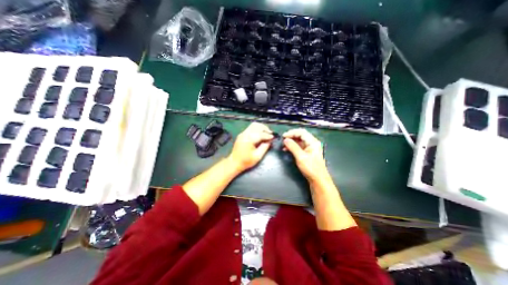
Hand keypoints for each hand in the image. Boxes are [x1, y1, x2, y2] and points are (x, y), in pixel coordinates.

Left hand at [228, 122, 273, 172]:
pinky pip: (250, 128)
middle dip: (265, 129)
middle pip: (257, 126)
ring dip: (261, 127)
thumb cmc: (246, 161)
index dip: (268, 135)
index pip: (260, 134)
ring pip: (253, 125)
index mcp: (248, 140)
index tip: (273, 137)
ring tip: (266, 132)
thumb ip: (264, 147)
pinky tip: (260, 133)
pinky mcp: (242, 134)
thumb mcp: (257, 156)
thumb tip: (270, 141)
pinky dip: (257, 129)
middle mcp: (245, 134)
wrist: (234, 162)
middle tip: (270, 134)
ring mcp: (242, 133)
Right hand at [282, 128, 329, 181]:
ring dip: (291, 142)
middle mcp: (312, 143)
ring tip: (283, 145)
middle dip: (291, 137)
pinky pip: (299, 147)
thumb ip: (293, 147)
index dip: (292, 133)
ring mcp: (310, 148)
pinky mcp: (307, 153)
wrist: (318, 180)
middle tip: (283, 140)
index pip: (301, 132)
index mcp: (313, 142)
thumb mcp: (300, 157)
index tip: (283, 136)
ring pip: (299, 141)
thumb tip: (285, 140)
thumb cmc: (311, 168)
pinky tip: (287, 149)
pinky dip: (293, 147)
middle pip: (300, 135)